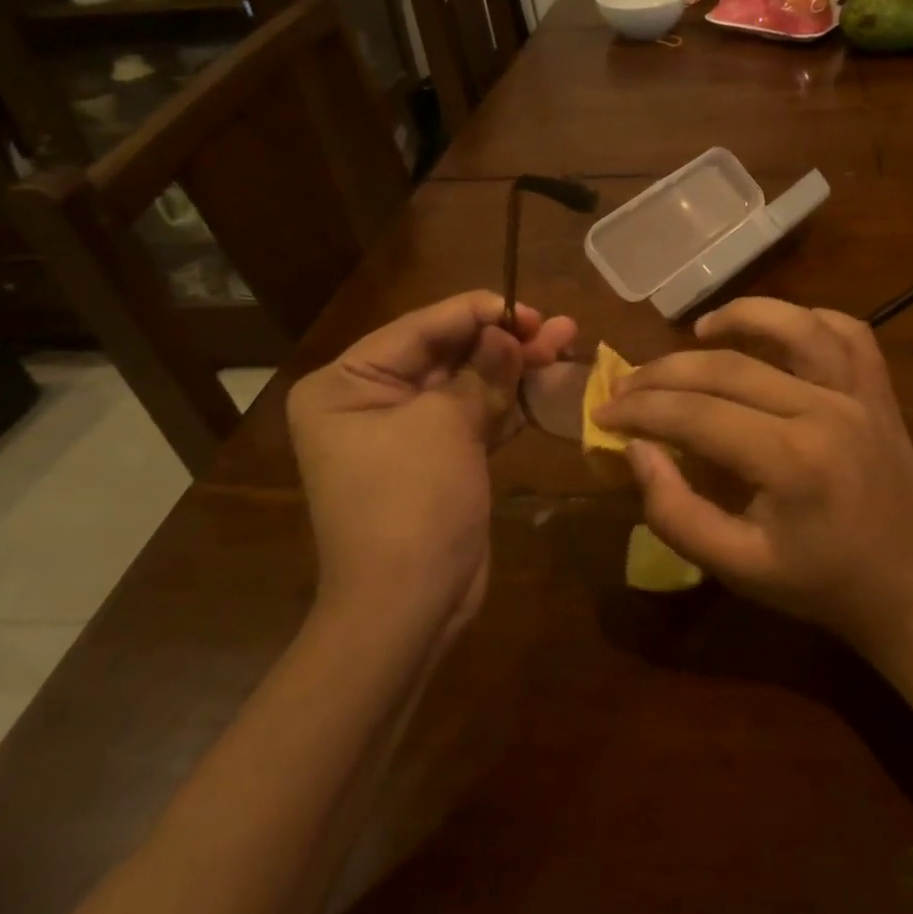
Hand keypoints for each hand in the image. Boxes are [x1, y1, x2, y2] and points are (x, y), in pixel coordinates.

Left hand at [288, 291, 575, 635]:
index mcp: (346, 383)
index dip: (478, 312)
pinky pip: (477, 418)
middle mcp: (369, 400)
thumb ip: (482, 370)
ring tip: (566, 342)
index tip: (528, 307)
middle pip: (448, 354)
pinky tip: (550, 382)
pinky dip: (511, 403)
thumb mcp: (446, 424)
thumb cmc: (411, 502)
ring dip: (515, 368)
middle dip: (504, 341)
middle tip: (558, 326)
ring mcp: (406, 432)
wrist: (409, 606)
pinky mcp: (439, 459)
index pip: (420, 329)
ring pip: (469, 385)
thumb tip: (508, 332)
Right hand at [590, 297, 912, 652]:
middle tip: (626, 385)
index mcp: (790, 461)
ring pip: (794, 325)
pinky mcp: (879, 389)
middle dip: (665, 372)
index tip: (603, 412)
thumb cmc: (820, 584)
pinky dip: (806, 319)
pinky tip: (775, 332)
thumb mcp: (737, 567)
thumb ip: (676, 512)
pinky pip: (846, 331)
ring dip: (740, 316)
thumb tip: (637, 450)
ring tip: (697, 331)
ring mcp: (859, 392)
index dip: (640, 410)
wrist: (912, 587)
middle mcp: (825, 410)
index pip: (695, 414)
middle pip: (729, 368)